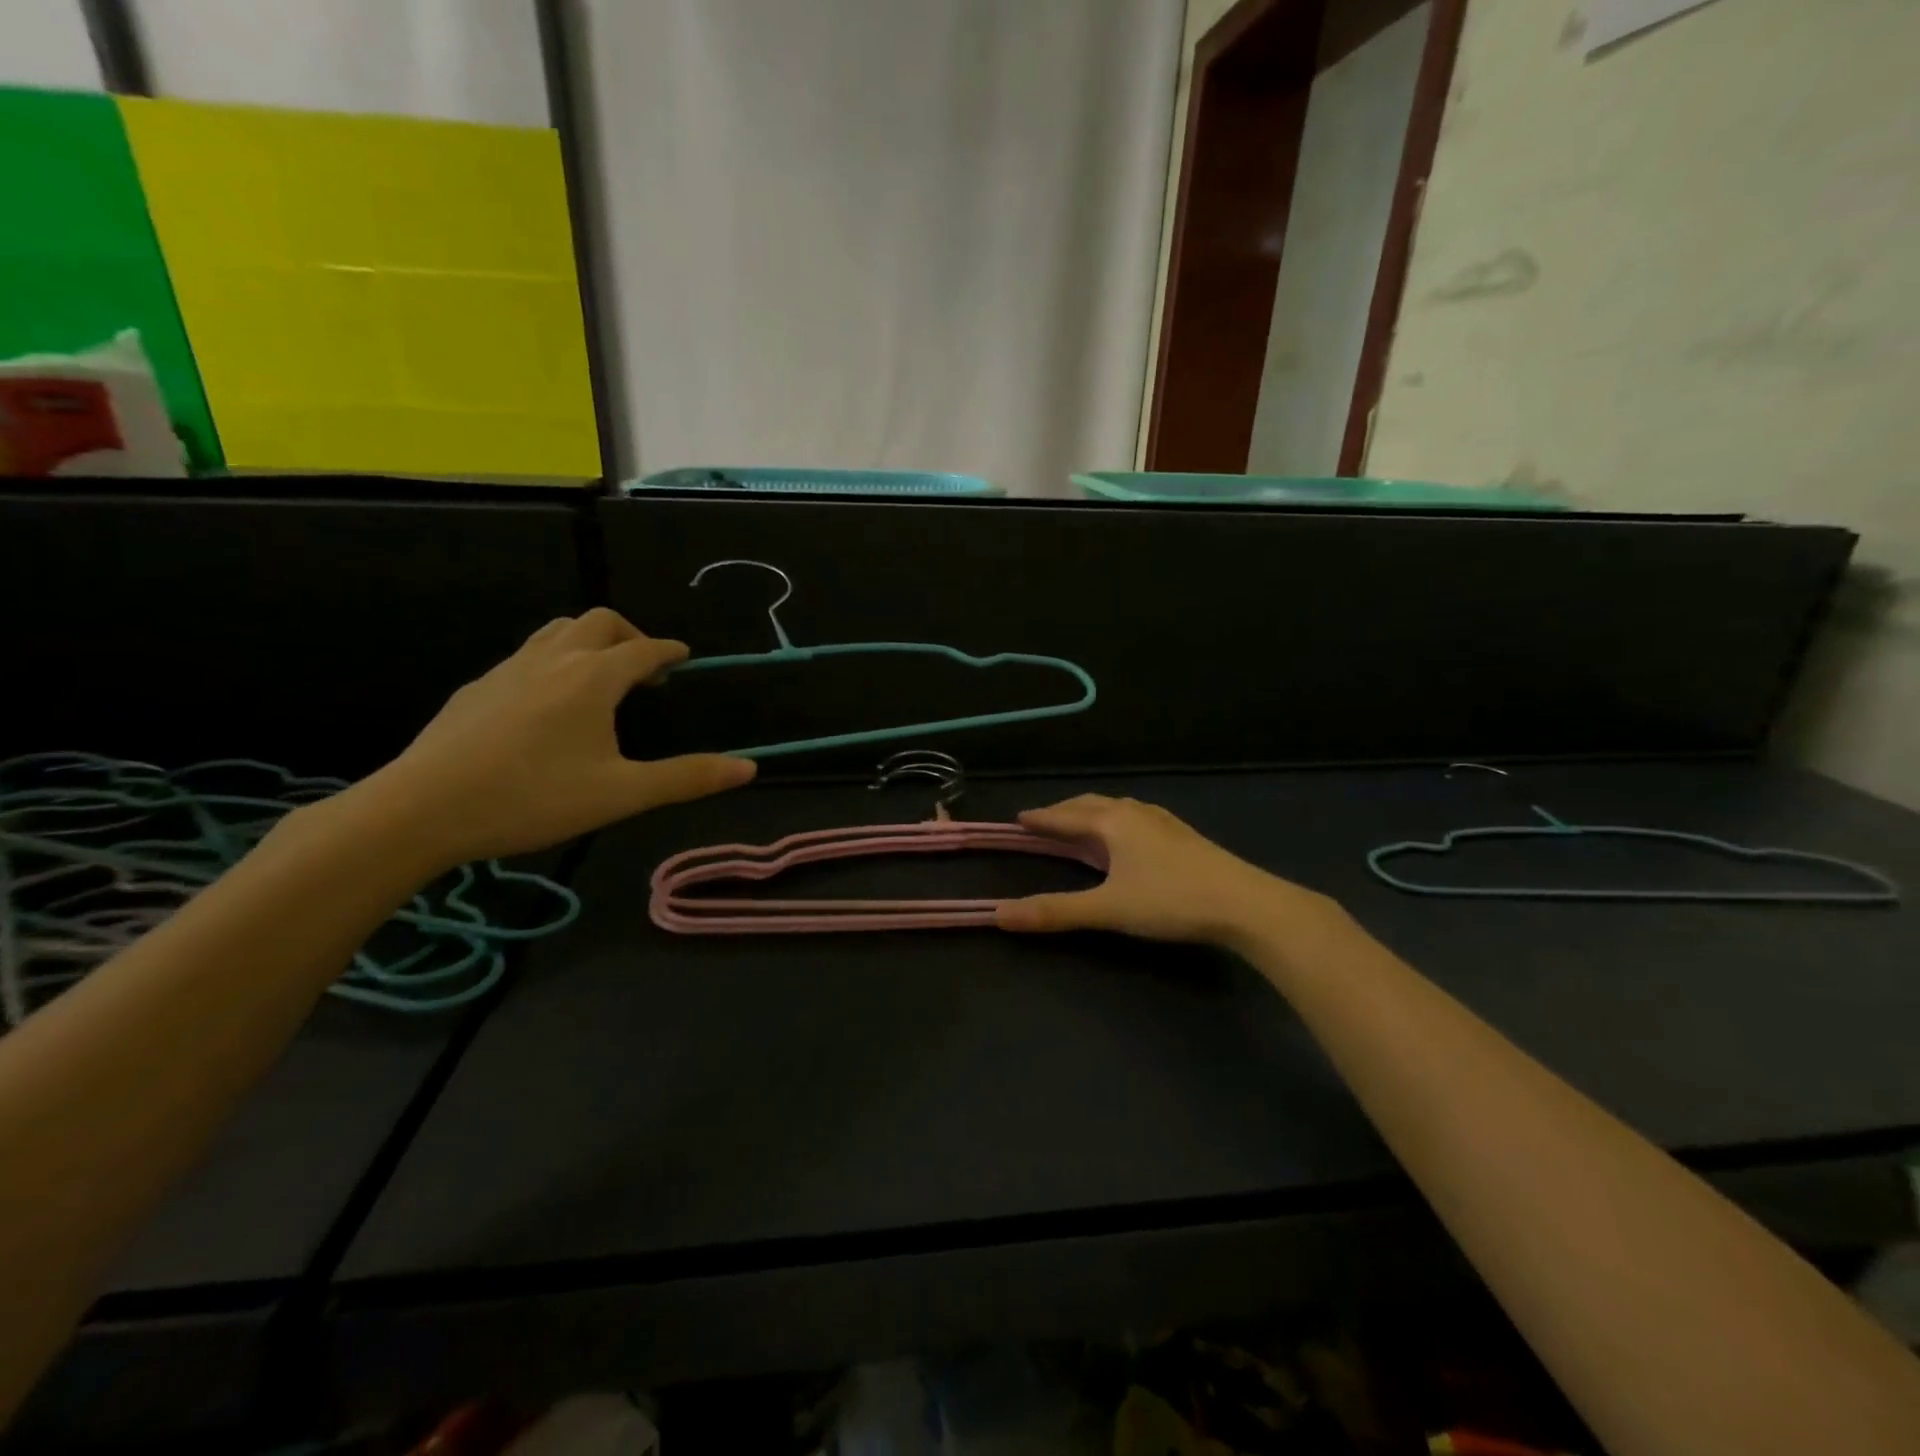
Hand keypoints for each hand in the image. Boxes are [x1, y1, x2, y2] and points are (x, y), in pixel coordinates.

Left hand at [352, 608, 754, 867]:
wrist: (420, 810)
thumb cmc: (533, 797)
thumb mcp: (622, 793)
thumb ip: (687, 778)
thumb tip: (748, 768)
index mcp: (594, 678)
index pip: (643, 648)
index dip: (669, 650)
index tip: (683, 657)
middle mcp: (554, 660)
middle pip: (599, 622)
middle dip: (630, 636)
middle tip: (646, 670)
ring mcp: (509, 670)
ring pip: (557, 631)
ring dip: (589, 641)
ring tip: (601, 677)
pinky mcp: (477, 688)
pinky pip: (527, 655)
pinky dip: (554, 660)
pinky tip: (547, 703)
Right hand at [995, 795, 1331, 947]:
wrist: (1245, 904)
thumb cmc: (1170, 901)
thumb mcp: (1108, 909)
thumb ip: (1055, 912)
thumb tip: (999, 915)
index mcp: (1113, 822)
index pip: (1066, 816)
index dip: (1041, 818)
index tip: (1019, 817)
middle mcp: (1135, 812)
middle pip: (1091, 805)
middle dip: (1064, 811)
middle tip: (1043, 821)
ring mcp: (1163, 821)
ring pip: (1117, 808)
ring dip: (1091, 814)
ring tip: (1080, 825)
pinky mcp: (1182, 835)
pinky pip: (1136, 817)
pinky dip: (1116, 821)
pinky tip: (1127, 837)